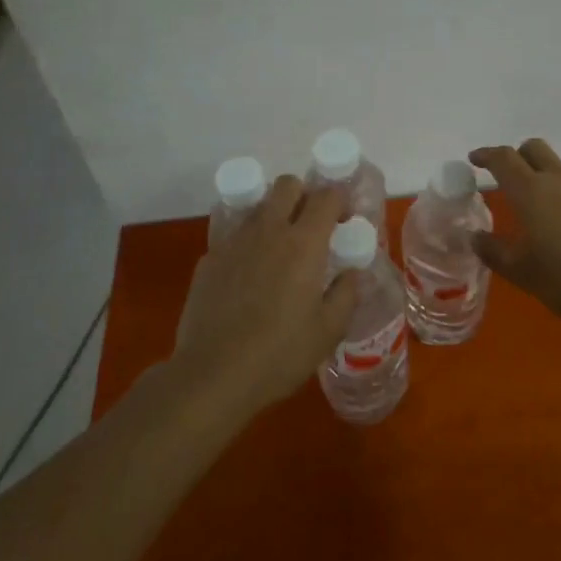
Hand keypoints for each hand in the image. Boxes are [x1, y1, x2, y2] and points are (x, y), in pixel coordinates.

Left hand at [174, 175, 356, 412]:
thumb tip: (351, 274)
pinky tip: (249, 280)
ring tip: (280, 254)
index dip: (340, 201)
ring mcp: (234, 242)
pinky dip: (248, 245)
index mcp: (304, 243)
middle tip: (311, 227)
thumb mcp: (328, 330)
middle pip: (287, 185)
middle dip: (304, 195)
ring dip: (275, 218)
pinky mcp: (209, 259)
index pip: (326, 196)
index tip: (344, 221)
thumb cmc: (280, 354)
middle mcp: (268, 231)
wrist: (212, 374)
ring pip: (259, 208)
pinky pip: (235, 236)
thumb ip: (345, 294)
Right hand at [469, 139, 560, 324]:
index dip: (486, 155)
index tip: (475, 159)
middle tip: (511, 179)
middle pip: (534, 148)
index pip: (503, 159)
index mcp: (531, 192)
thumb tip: (475, 237)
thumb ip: (494, 252)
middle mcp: (560, 178)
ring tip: (551, 215)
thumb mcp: (524, 274)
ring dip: (549, 181)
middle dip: (518, 156)